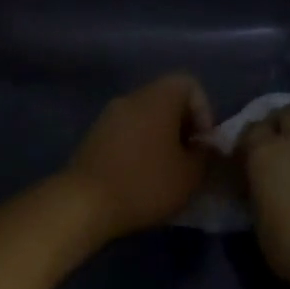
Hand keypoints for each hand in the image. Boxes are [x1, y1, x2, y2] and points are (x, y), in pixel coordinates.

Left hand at [65, 73, 213, 243]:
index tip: (203, 142)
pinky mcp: (94, 136)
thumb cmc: (145, 183)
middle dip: (183, 125)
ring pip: (146, 116)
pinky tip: (142, 175)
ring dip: (161, 137)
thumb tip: (205, 146)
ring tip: (167, 169)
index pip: (189, 84)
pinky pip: (127, 131)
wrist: (84, 204)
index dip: (204, 111)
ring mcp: (109, 115)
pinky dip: (140, 146)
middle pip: (167, 99)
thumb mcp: (190, 175)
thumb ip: (205, 155)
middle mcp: (133, 97)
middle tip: (189, 157)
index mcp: (159, 97)